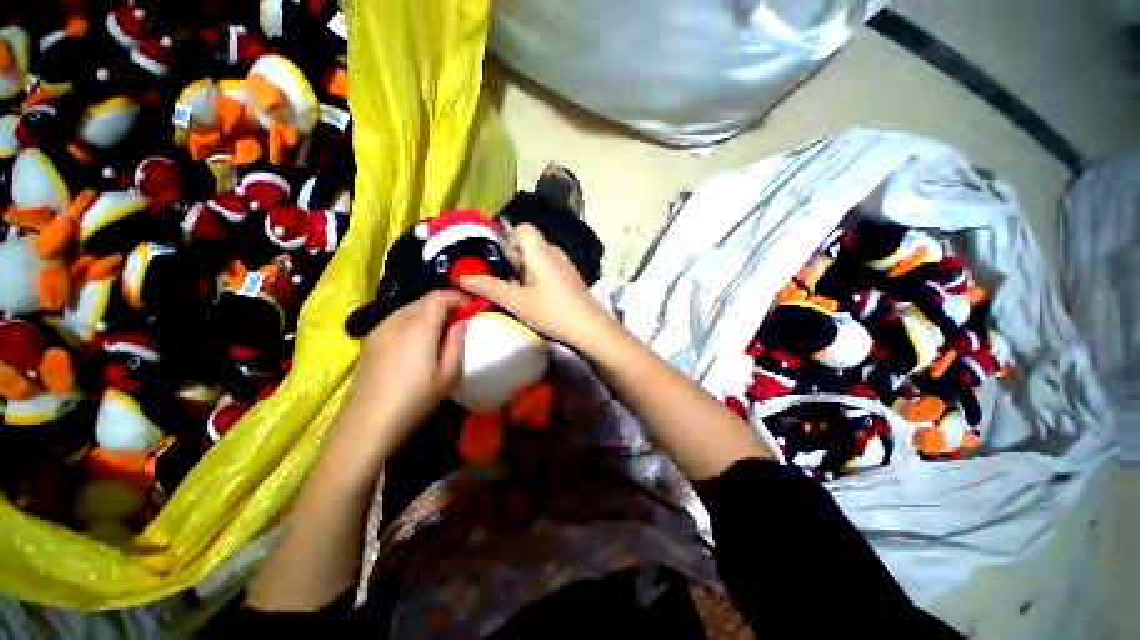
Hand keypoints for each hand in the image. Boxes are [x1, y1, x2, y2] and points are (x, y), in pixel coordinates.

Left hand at [347, 290, 466, 444]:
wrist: (370, 422)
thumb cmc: (416, 398)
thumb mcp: (449, 374)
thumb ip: (457, 342)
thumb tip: (461, 323)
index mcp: (420, 326)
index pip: (440, 296)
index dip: (458, 298)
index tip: (471, 309)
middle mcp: (398, 320)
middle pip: (425, 300)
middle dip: (445, 305)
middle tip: (459, 322)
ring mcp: (381, 329)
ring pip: (410, 308)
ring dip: (429, 313)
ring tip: (440, 332)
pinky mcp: (371, 340)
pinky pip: (397, 320)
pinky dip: (413, 322)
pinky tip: (417, 343)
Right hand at [459, 224, 610, 348]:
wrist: (589, 328)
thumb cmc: (552, 311)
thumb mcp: (517, 302)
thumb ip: (490, 287)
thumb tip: (462, 276)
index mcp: (541, 251)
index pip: (522, 228)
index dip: (507, 239)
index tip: (498, 261)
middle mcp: (554, 252)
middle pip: (528, 244)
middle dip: (512, 259)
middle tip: (503, 280)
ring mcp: (565, 264)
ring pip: (538, 258)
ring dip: (524, 270)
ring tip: (517, 291)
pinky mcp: (570, 277)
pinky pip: (548, 268)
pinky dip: (537, 277)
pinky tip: (536, 297)